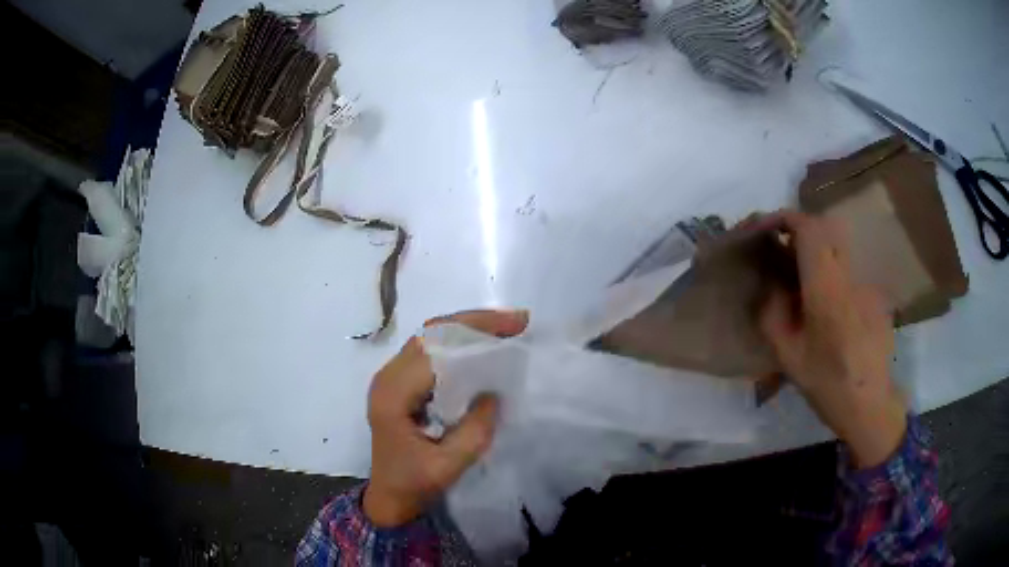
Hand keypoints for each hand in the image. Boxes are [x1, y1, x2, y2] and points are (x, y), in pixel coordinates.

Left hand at [363, 309, 528, 526]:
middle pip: (430, 333)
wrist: (388, 498)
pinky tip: (481, 347)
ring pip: (429, 337)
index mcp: (394, 394)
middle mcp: (387, 377)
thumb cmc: (413, 485)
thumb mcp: (448, 466)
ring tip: (505, 329)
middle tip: (517, 322)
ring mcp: (390, 378)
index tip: (515, 326)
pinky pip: (429, 351)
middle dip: (475, 322)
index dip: (475, 330)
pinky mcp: (398, 384)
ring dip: (467, 329)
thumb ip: (474, 431)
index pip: (435, 346)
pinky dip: (457, 343)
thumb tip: (494, 393)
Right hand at [757, 210, 905, 468]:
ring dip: (815, 248)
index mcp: (827, 290)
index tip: (766, 228)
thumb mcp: (789, 357)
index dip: (785, 219)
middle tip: (780, 250)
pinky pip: (848, 267)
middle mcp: (850, 276)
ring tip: (799, 275)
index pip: (809, 229)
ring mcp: (866, 282)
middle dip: (798, 230)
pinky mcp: (874, 292)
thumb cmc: (828, 385)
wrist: (871, 405)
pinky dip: (830, 268)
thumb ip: (773, 315)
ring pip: (837, 246)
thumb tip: (770, 287)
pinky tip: (825, 300)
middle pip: (825, 229)